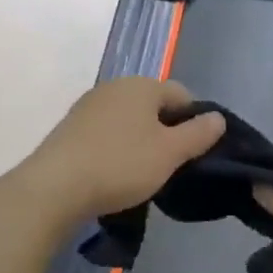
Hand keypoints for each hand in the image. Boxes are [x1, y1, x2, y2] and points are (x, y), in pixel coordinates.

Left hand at [19, 78, 225, 224]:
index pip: (182, 95)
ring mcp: (88, 106)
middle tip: (171, 165)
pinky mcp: (70, 128)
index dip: (195, 121)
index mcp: (141, 85)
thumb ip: (198, 133)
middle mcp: (114, 87)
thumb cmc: (121, 165)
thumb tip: (217, 117)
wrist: (55, 187)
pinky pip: (106, 133)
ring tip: (143, 173)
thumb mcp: (169, 153)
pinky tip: (114, 173)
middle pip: (153, 106)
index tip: (196, 152)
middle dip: (166, 131)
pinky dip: (116, 148)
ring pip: (129, 120)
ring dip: (141, 141)